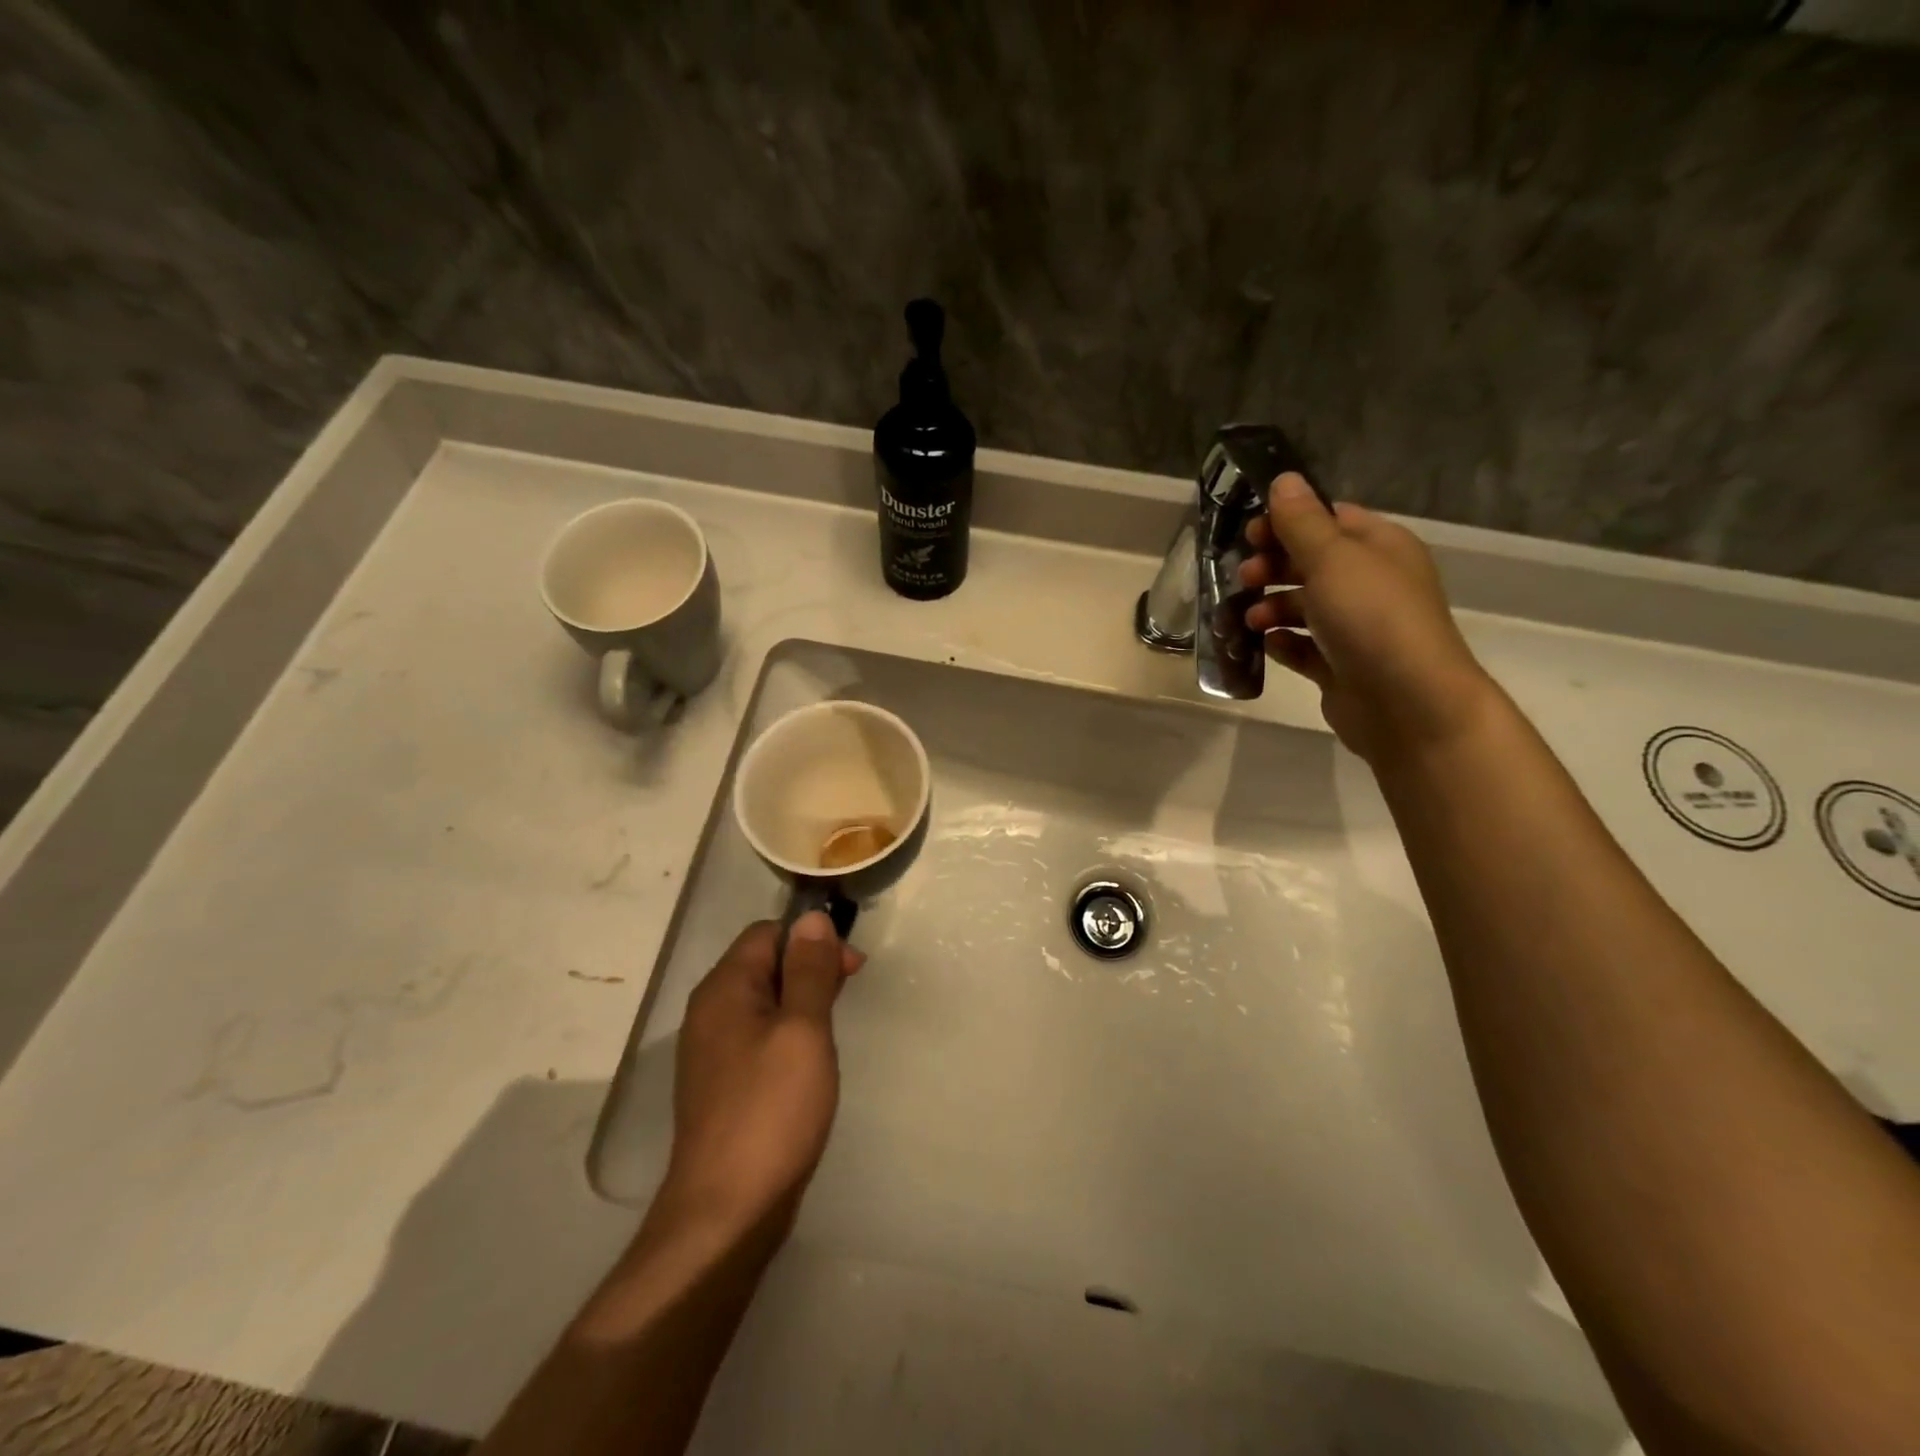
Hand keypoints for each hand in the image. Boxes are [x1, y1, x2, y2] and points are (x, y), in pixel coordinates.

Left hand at [657, 914, 863, 1235]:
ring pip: (764, 1002)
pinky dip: (788, 1034)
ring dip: (802, 1003)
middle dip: (810, 969)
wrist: (727, 1211)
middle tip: (849, 995)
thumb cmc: (771, 1110)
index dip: (811, 940)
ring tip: (832, 1030)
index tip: (850, 968)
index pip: (767, 933)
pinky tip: (809, 1062)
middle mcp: (710, 1012)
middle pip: (764, 964)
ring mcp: (713, 1051)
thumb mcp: (803, 1029)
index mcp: (723, 989)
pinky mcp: (723, 1085)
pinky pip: (759, 1036)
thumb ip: (810, 970)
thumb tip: (812, 918)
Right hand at [1240, 473, 1497, 763]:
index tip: (1250, 533)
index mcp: (1379, 547)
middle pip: (1311, 563)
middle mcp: (1370, 583)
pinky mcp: (1341, 666)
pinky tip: (1267, 645)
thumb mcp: (1332, 558)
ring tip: (1250, 619)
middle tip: (1243, 577)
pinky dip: (1283, 644)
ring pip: (1304, 607)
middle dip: (1273, 567)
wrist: (1406, 702)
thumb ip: (1301, 522)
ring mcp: (1356, 627)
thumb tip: (1283, 480)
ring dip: (1271, 608)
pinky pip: (1303, 647)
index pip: (1330, 519)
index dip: (1288, 522)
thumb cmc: (1371, 617)